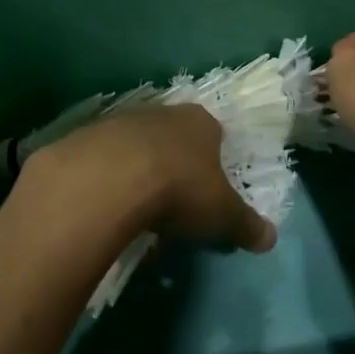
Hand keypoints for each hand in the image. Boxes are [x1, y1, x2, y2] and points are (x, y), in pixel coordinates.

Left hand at [35, 104, 276, 253]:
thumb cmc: (180, 189)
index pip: (215, 136)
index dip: (214, 165)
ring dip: (138, 175)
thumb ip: (246, 225)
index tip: (209, 194)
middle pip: (173, 140)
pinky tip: (106, 210)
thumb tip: (271, 240)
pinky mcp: (83, 138)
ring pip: (136, 149)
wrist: (107, 180)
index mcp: (201, 123)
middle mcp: (162, 114)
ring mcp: (120, 122)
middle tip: (175, 208)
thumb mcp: (222, 214)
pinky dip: (106, 183)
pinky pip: (102, 163)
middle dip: (175, 169)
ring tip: (138, 215)